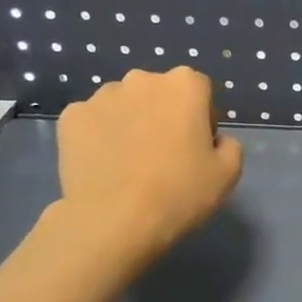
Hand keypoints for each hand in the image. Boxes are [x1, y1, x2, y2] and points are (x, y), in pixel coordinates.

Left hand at [53, 67, 243, 270]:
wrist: (114, 222)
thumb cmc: (179, 193)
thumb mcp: (228, 174)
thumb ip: (230, 145)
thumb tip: (215, 140)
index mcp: (184, 85)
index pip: (200, 90)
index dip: (201, 118)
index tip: (196, 147)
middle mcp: (142, 79)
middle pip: (159, 93)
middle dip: (163, 115)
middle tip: (163, 155)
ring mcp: (101, 96)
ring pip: (123, 105)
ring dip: (130, 122)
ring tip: (128, 162)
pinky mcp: (71, 117)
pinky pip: (92, 121)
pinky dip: (98, 136)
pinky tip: (103, 165)